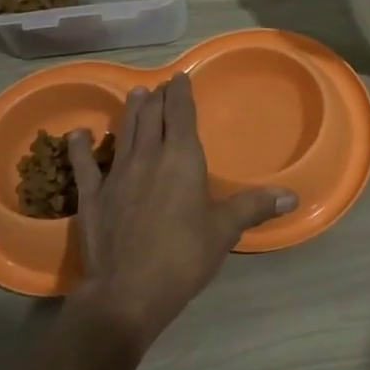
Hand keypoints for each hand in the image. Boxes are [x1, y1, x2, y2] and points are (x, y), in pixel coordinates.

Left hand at [65, 74, 294, 352]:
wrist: (128, 291)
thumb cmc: (183, 256)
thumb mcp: (224, 230)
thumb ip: (254, 207)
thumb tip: (292, 196)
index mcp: (182, 159)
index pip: (181, 115)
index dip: (181, 94)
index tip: (180, 77)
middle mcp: (148, 157)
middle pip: (152, 118)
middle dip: (157, 98)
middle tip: (159, 86)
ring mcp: (116, 174)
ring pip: (124, 133)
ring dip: (129, 112)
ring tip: (134, 94)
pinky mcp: (92, 196)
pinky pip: (84, 164)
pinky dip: (80, 147)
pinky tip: (77, 134)